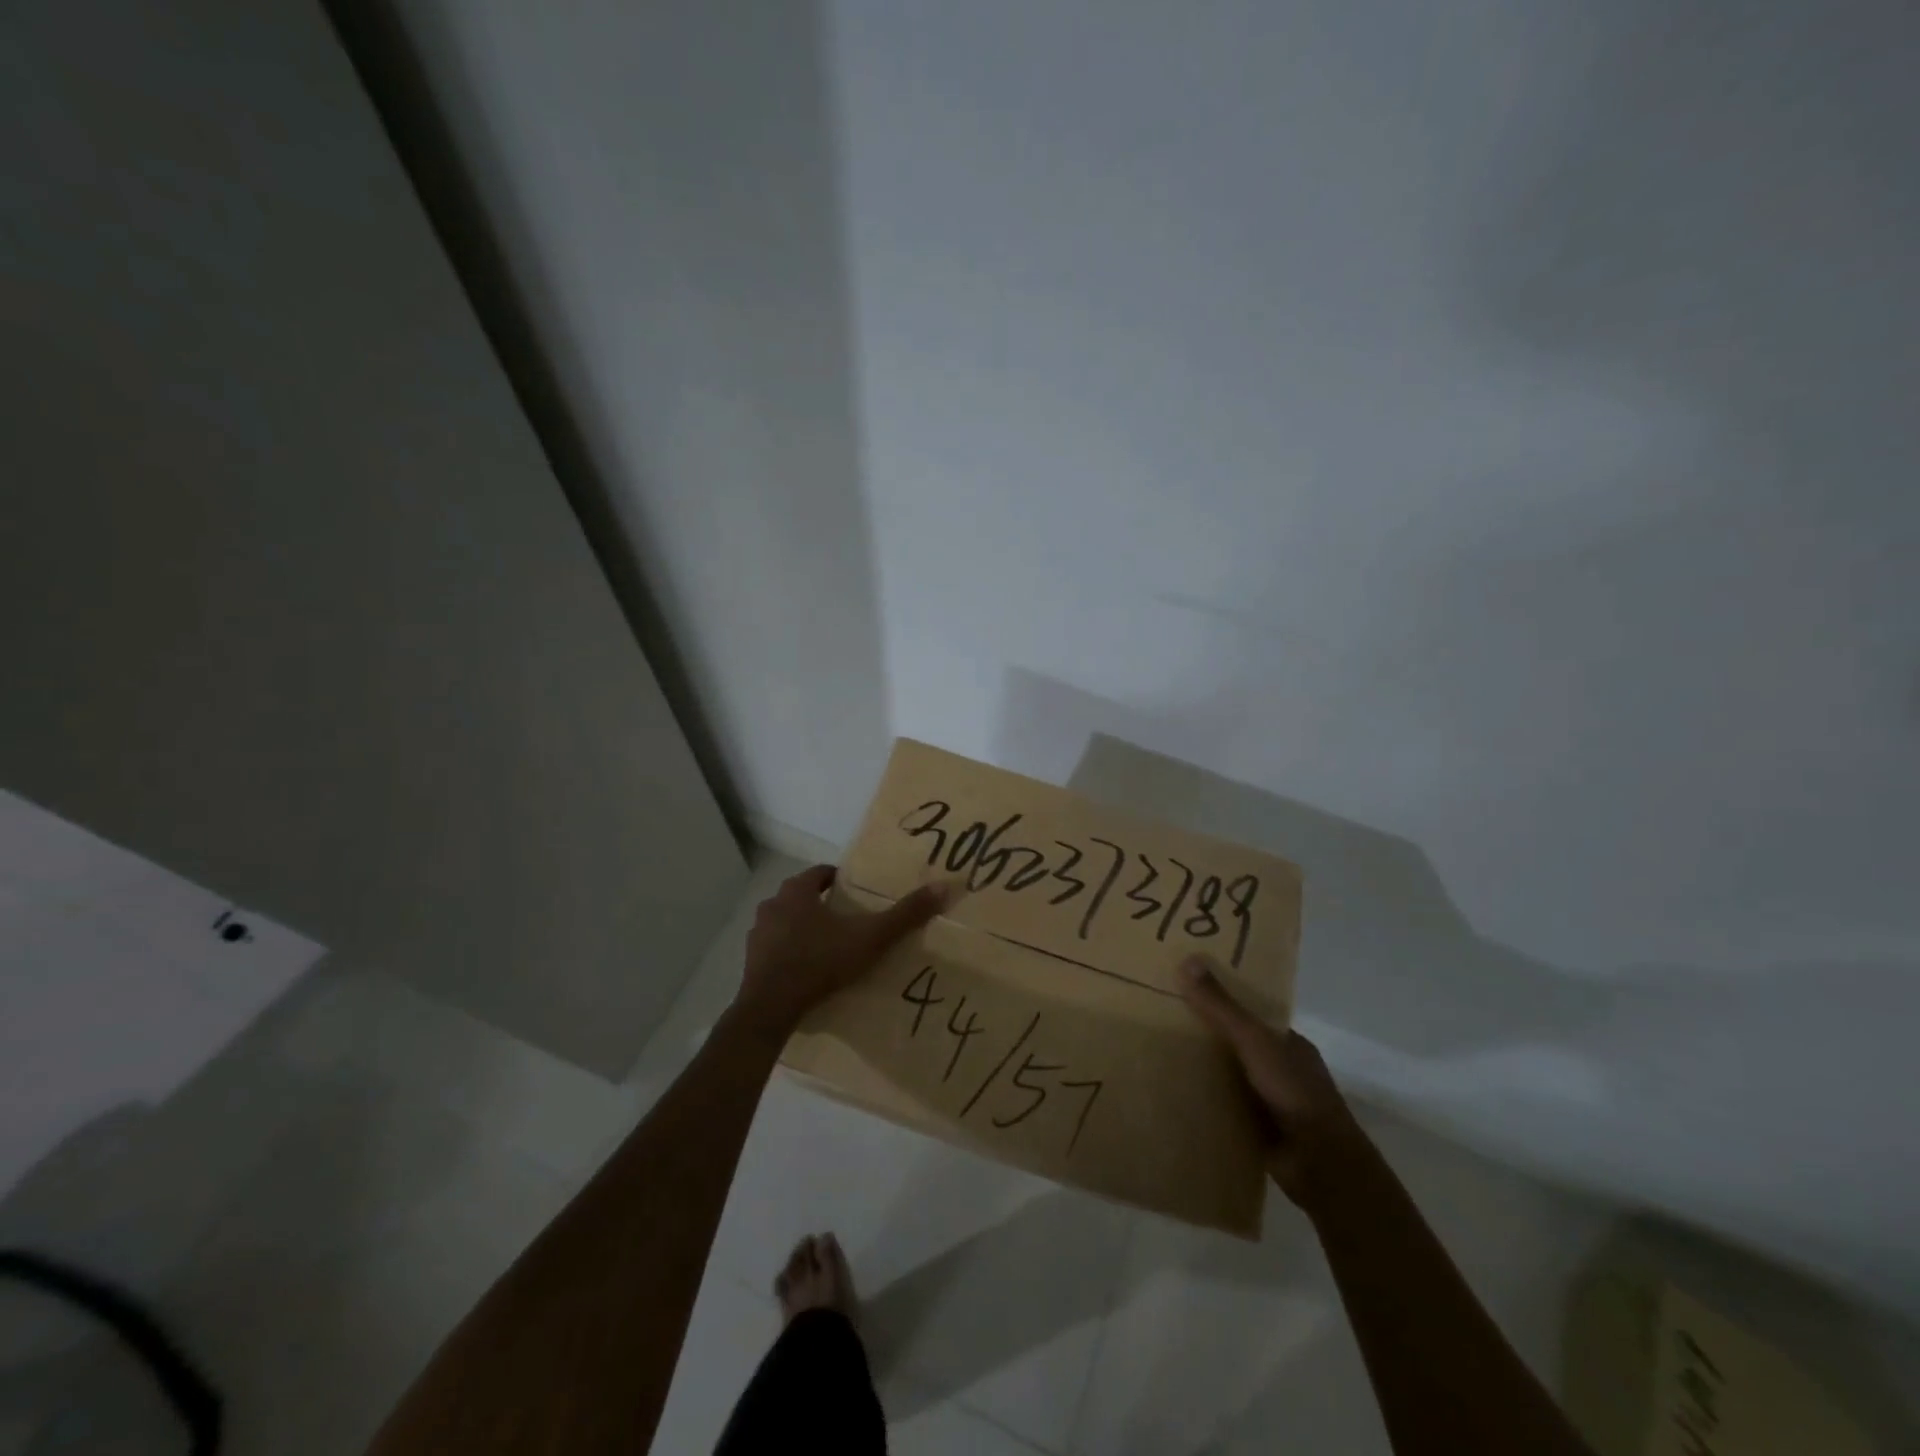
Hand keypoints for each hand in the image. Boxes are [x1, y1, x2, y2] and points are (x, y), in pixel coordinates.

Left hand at [735, 866, 947, 1032]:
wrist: (770, 1008)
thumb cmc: (820, 962)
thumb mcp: (870, 937)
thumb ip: (905, 915)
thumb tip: (944, 887)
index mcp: (797, 891)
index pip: (820, 873)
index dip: (839, 880)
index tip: (856, 892)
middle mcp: (773, 905)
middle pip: (801, 897)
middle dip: (822, 905)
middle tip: (847, 920)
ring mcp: (758, 934)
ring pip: (786, 922)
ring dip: (803, 929)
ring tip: (829, 947)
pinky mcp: (750, 961)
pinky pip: (775, 949)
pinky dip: (789, 953)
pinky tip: (807, 971)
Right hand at [1180, 955, 1363, 1208]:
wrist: (1321, 1165)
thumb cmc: (1293, 1091)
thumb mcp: (1254, 1040)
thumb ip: (1222, 1007)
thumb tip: (1188, 960)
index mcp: (1286, 1042)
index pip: (1248, 1013)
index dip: (1219, 999)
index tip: (1183, 988)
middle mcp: (1278, 1068)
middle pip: (1234, 1043)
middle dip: (1203, 1034)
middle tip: (1157, 1018)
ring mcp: (1268, 1101)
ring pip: (1226, 1076)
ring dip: (1200, 1070)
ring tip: (1154, 1052)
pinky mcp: (1255, 1130)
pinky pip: (1222, 1107)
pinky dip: (1202, 1102)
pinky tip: (1170, 1093)